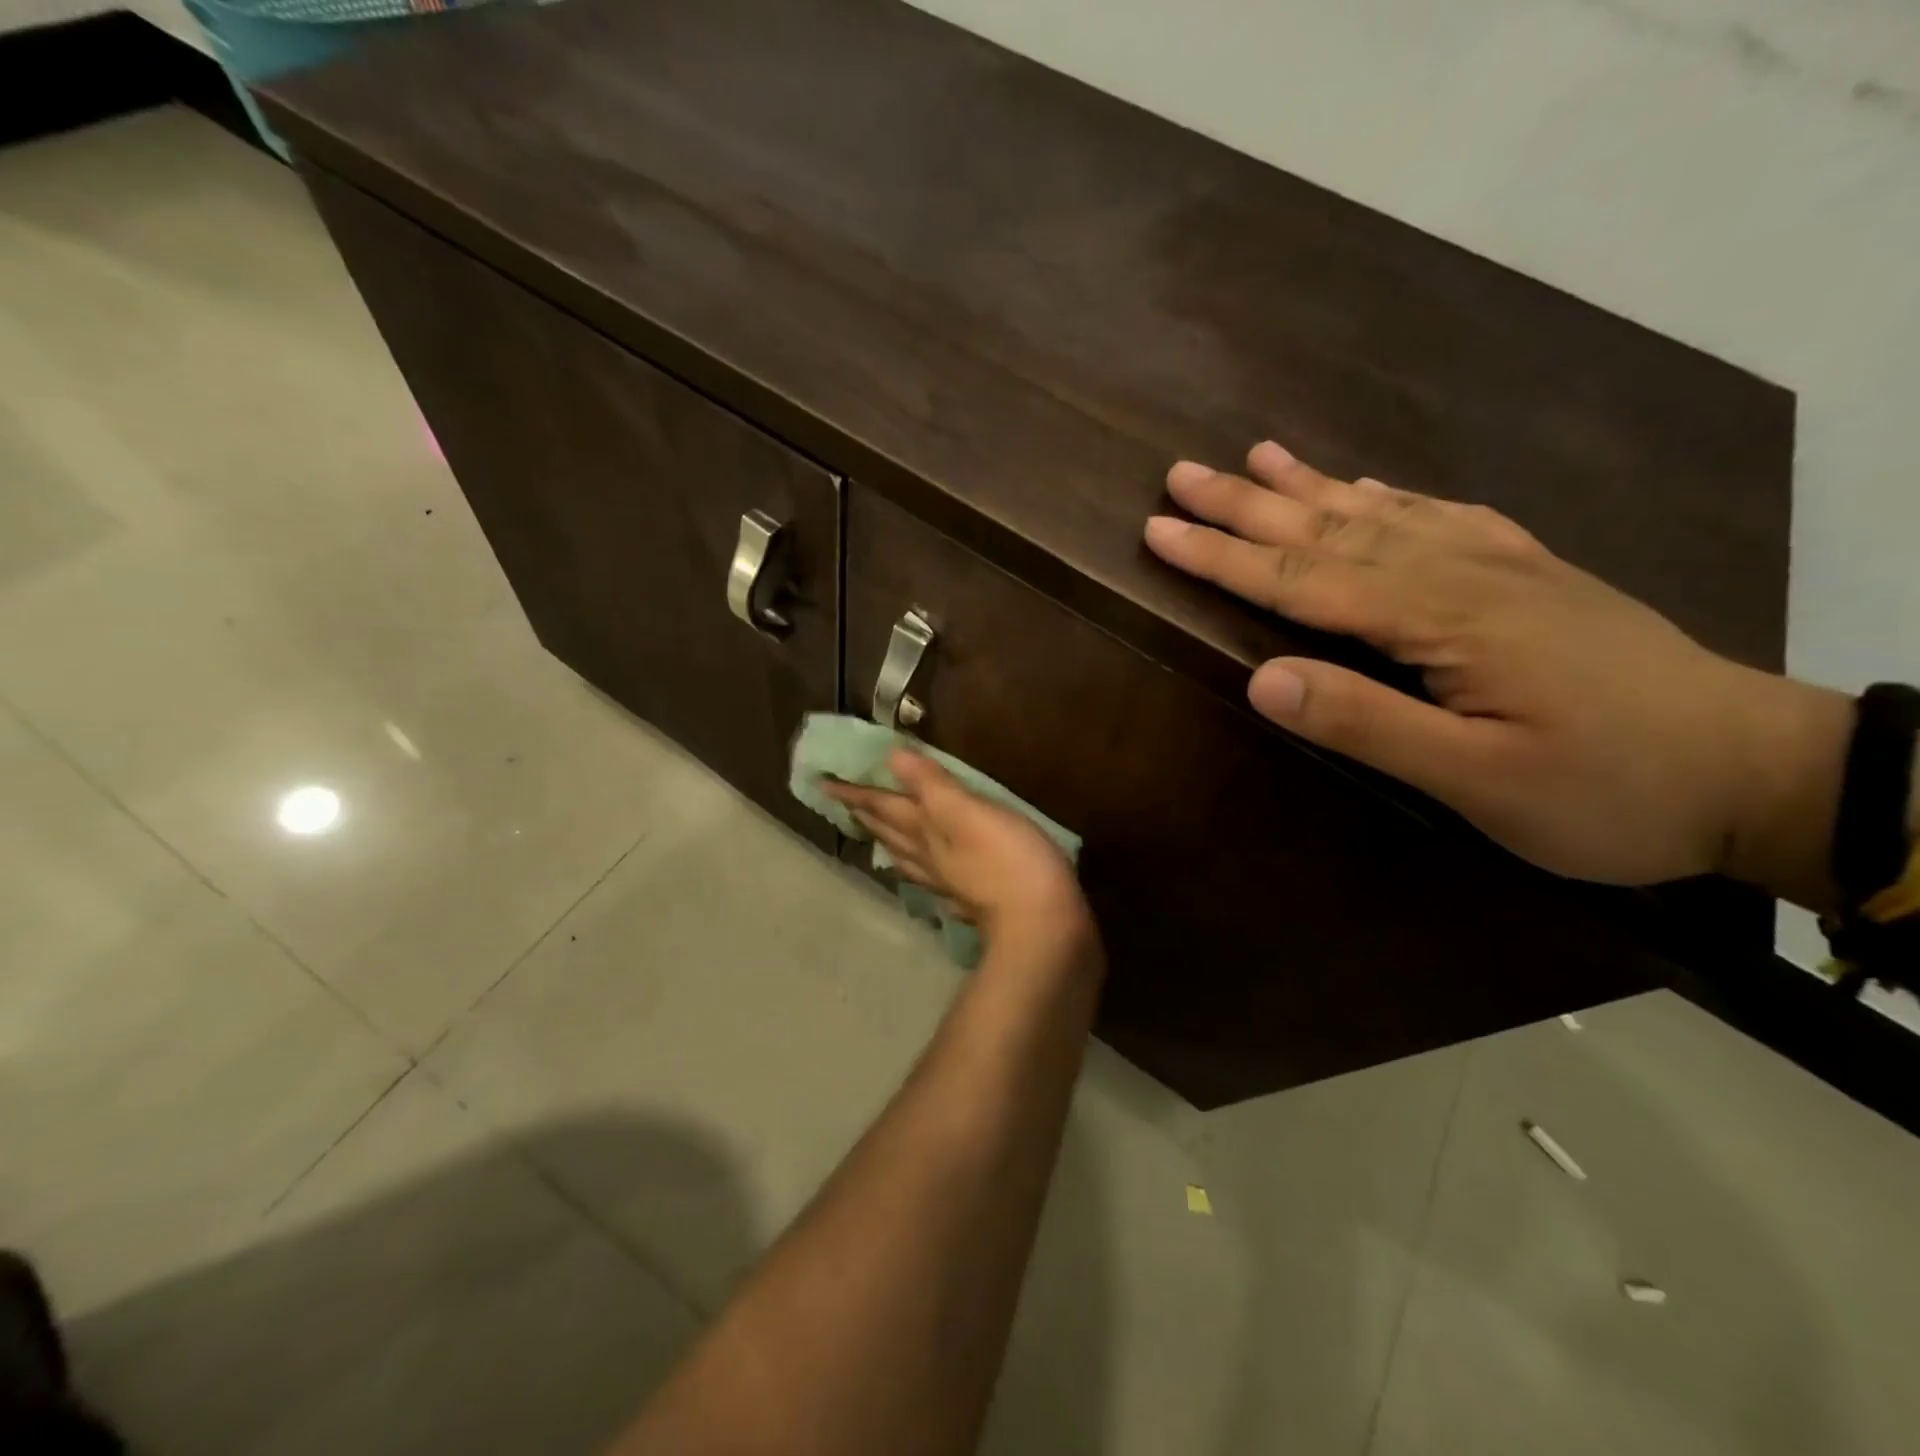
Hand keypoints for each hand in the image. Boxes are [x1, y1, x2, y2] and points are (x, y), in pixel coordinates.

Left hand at [825, 750, 1094, 949]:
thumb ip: (931, 785)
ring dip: (887, 841)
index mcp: (925, 829)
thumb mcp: (969, 811)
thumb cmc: (1008, 859)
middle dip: (865, 814)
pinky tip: (926, 875)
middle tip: (844, 803)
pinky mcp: (971, 901)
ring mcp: (948, 883)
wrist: (1041, 926)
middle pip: (888, 832)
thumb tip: (892, 756)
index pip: (881, 805)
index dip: (854, 792)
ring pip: (907, 857)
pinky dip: (920, 871)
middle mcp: (928, 857)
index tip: (822, 783)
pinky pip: (933, 881)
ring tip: (874, 833)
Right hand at [1143, 441, 1851, 903]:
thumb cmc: (1605, 789)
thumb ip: (1366, 723)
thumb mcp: (1478, 779)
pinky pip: (1440, 516)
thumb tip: (1261, 678)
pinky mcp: (1528, 574)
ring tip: (1255, 455)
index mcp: (1440, 619)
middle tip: (1181, 473)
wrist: (1754, 771)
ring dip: (1308, 484)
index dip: (1223, 555)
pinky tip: (1366, 484)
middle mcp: (1460, 572)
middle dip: (1246, 504)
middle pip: (1328, 530)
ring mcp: (1499, 565)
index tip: (1159, 529)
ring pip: (1378, 513)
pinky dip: (1387, 495)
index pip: (1302, 578)